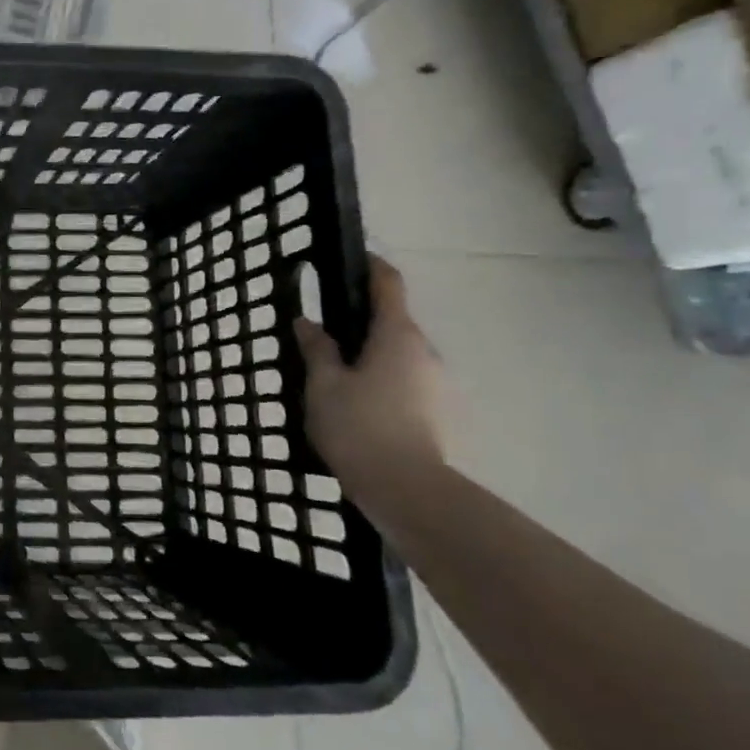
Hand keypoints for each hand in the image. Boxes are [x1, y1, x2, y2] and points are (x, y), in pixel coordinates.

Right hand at [293, 256, 445, 483]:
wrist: (407, 490)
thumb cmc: (358, 426)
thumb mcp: (323, 384)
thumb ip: (316, 349)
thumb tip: (308, 322)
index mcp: (397, 336)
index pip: (388, 286)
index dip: (372, 267)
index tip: (355, 258)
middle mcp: (425, 352)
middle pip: (394, 325)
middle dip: (364, 326)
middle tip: (326, 339)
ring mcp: (438, 385)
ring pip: (401, 359)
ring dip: (374, 360)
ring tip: (339, 383)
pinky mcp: (441, 415)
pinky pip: (408, 386)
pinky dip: (385, 387)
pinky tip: (360, 411)